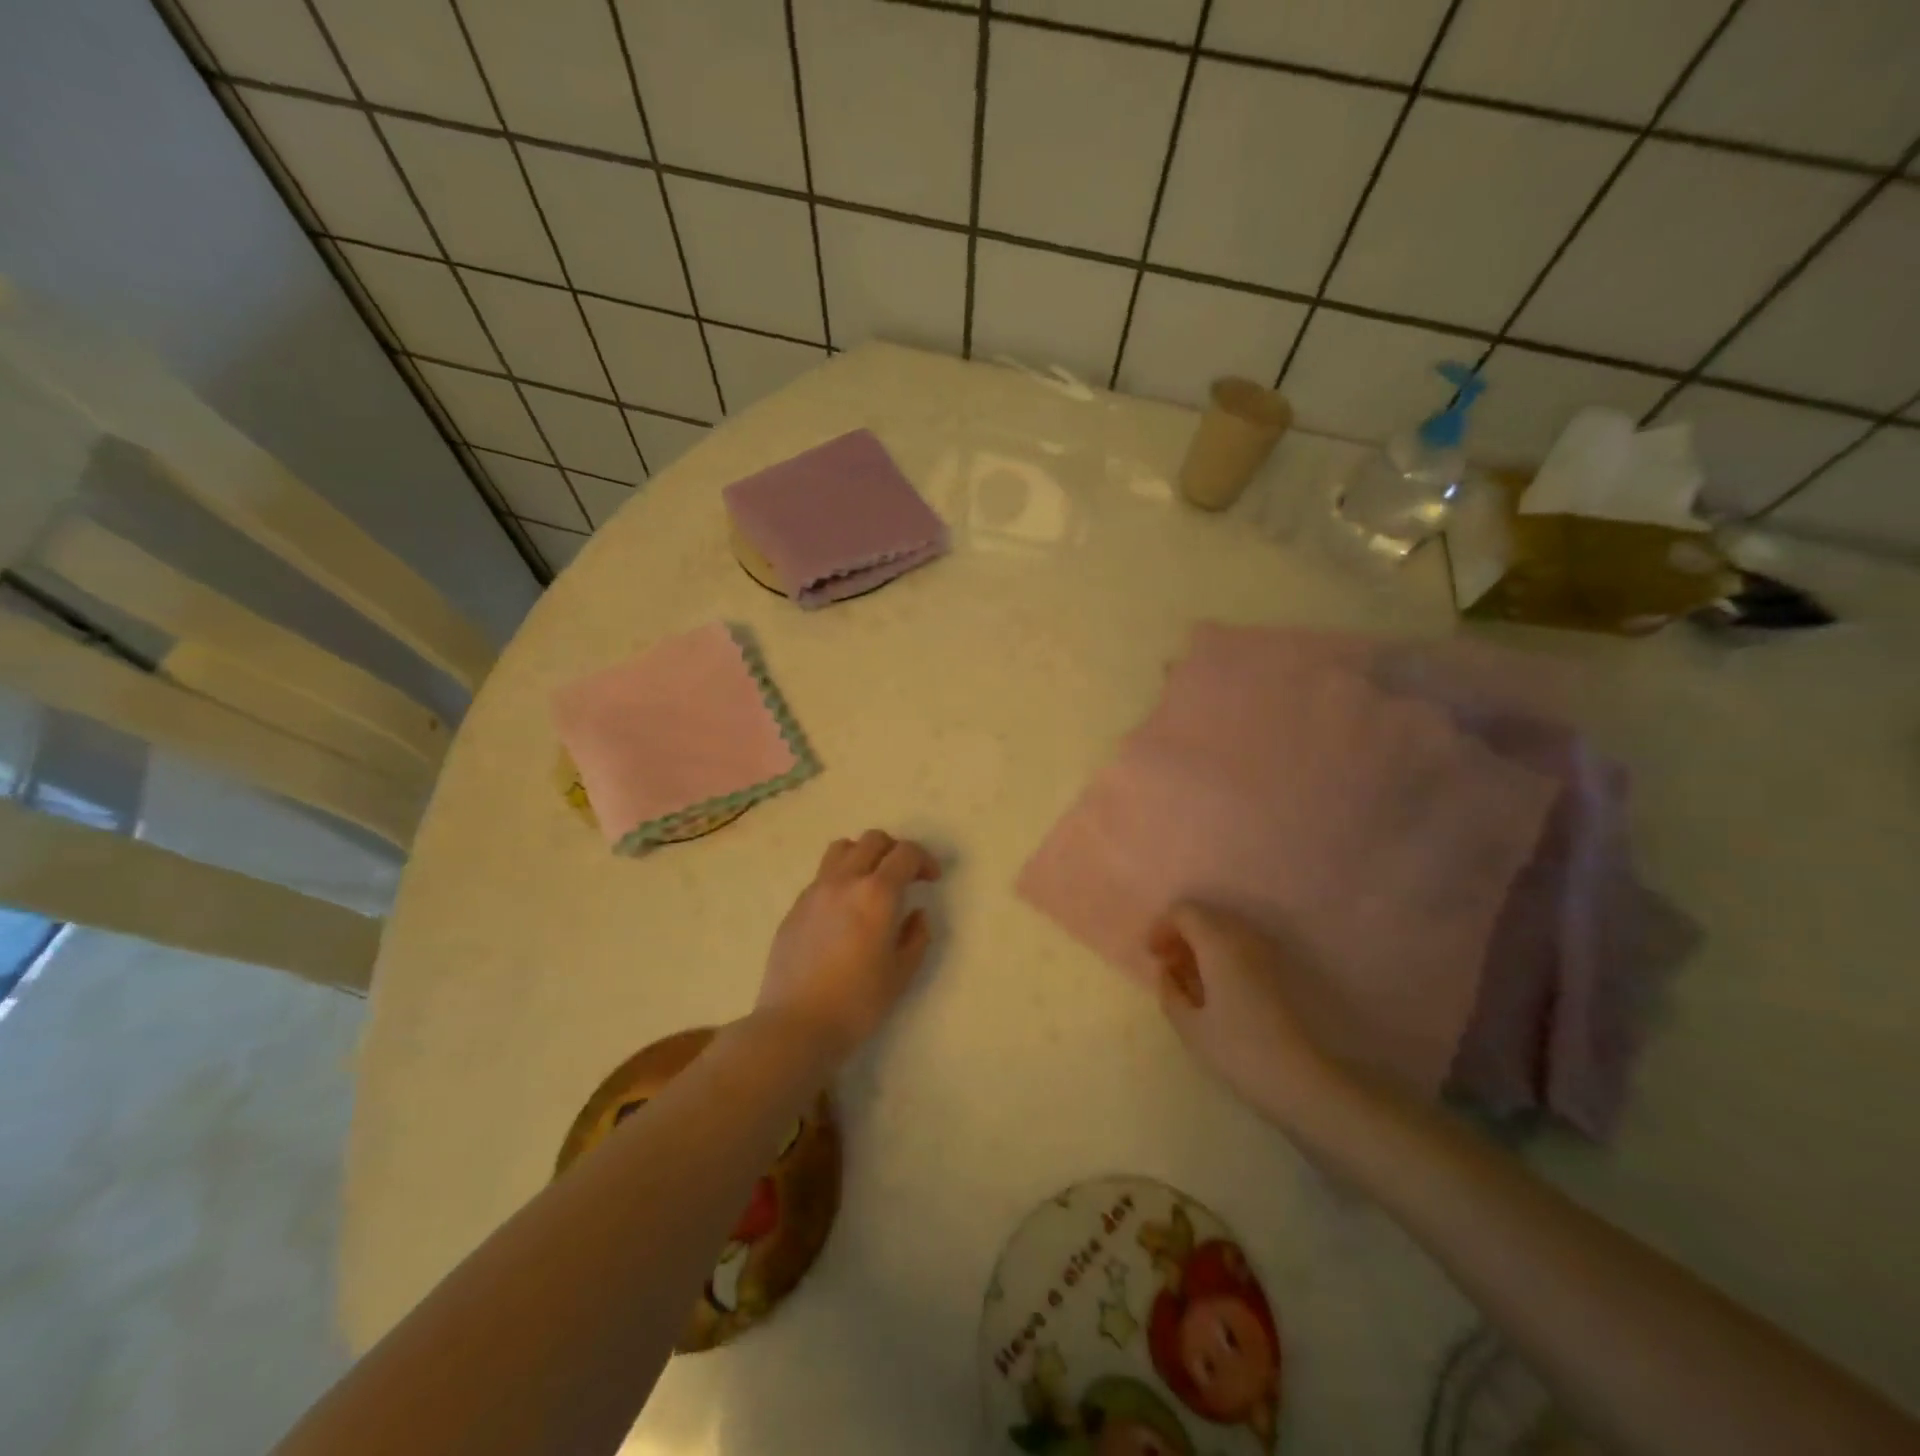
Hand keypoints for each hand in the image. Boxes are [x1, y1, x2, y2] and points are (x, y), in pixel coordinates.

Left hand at [757, 831, 941, 1058]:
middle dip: (895, 851)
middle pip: (873, 840)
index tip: (932, 879)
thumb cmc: (857, 1003)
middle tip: (905, 878)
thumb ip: (916, 936)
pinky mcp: (795, 906)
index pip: (905, 853)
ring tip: (871, 883)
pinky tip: (844, 909)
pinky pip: (822, 875)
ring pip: (842, 848)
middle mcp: (845, 880)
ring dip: (864, 855)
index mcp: (877, 894)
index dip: (925, 860)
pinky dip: (840, 877)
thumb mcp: (901, 973)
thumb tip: (916, 914)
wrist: (796, 1024)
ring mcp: (815, 891)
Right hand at [1148, 902, 1353, 1130]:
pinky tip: (1217, 989)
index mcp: (1218, 942)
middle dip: (1181, 935)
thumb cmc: (1238, 1051)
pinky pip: (1242, 947)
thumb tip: (1167, 971)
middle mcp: (1244, 936)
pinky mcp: (1281, 970)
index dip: (1162, 927)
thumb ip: (1169, 991)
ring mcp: (1267, 952)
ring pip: (1225, 931)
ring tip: (1191, 980)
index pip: (1184, 911)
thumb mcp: (1190, 1026)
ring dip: (1202, 946)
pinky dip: (1223, 956)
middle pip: (1205, 916)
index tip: (1153, 956)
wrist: (1303, 1081)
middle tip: (1168, 966)